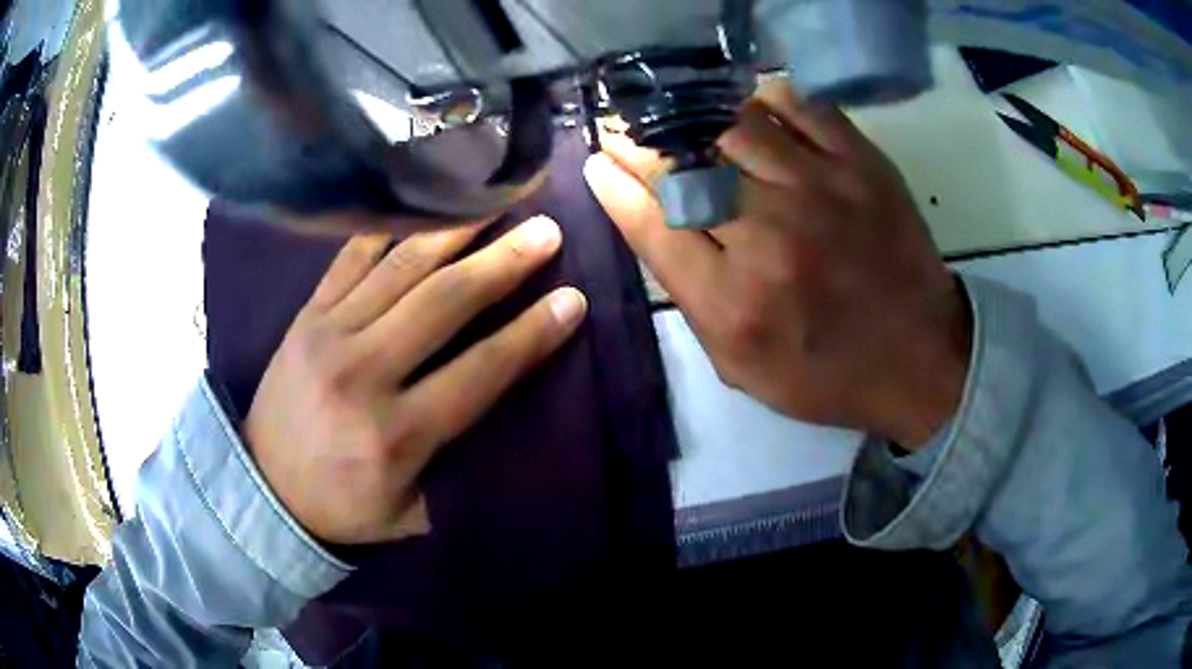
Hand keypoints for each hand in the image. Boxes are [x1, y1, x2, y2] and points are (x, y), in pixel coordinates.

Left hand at [244, 217, 586, 543]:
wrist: (263, 488)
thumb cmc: (343, 507)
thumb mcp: (410, 514)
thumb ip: (458, 473)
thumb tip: (511, 424)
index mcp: (396, 434)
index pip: (480, 372)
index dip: (532, 334)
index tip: (573, 299)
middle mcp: (364, 372)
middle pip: (444, 303)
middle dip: (503, 263)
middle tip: (546, 230)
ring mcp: (329, 334)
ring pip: (401, 268)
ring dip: (456, 232)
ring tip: (496, 202)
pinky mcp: (306, 315)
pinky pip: (350, 258)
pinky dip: (389, 227)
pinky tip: (423, 204)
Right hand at [584, 80, 969, 446]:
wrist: (920, 358)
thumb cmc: (826, 374)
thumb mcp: (741, 366)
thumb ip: (690, 299)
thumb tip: (649, 223)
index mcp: (735, 301)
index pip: (652, 222)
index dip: (614, 185)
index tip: (597, 162)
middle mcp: (770, 237)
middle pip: (682, 165)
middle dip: (640, 143)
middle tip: (627, 132)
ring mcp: (822, 190)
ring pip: (733, 125)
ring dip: (696, 119)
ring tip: (686, 122)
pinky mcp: (862, 165)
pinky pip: (800, 106)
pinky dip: (767, 101)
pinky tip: (756, 115)